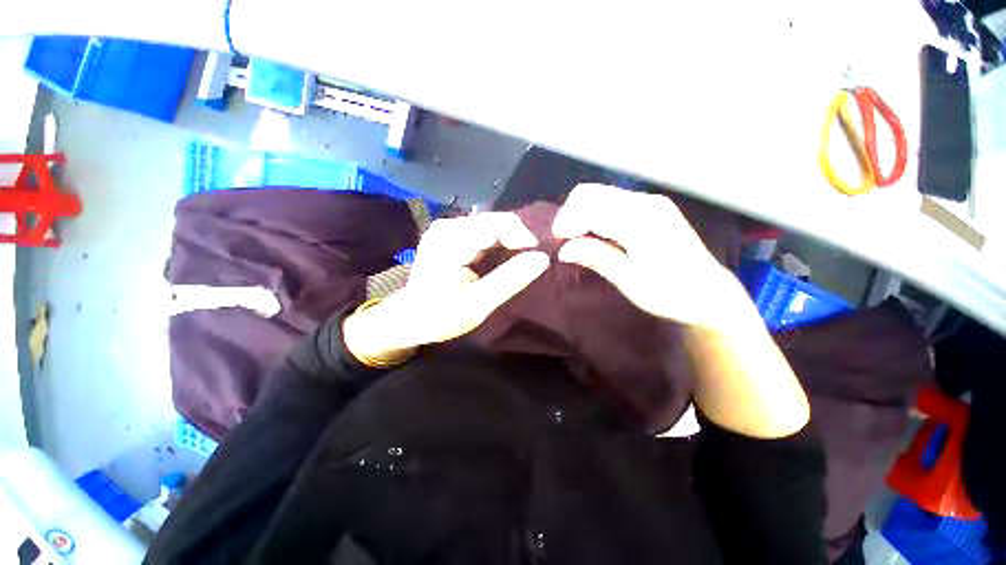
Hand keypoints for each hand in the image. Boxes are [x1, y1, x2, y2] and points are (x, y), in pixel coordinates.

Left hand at [344, 213, 548, 360]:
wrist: (409, 319)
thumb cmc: (439, 316)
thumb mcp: (477, 304)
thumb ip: (510, 280)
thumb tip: (542, 258)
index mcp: (450, 239)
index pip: (497, 225)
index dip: (523, 238)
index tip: (539, 259)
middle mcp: (449, 226)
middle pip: (496, 221)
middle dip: (518, 240)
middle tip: (532, 263)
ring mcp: (450, 228)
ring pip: (494, 225)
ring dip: (511, 243)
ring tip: (522, 263)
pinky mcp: (453, 235)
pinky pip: (486, 232)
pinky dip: (501, 245)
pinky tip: (506, 259)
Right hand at [552, 184, 752, 328]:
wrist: (709, 293)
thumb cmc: (671, 294)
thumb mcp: (631, 282)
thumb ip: (598, 259)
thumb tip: (564, 249)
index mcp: (641, 221)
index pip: (589, 205)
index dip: (567, 222)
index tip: (558, 244)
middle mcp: (645, 203)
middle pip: (591, 193)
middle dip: (570, 216)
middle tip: (566, 243)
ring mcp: (649, 202)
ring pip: (598, 195)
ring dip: (580, 215)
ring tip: (578, 242)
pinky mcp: (650, 207)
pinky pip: (610, 202)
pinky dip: (594, 215)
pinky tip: (595, 236)